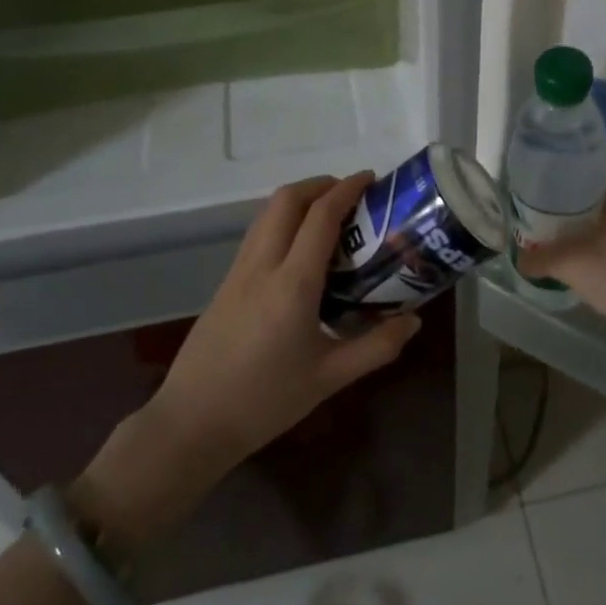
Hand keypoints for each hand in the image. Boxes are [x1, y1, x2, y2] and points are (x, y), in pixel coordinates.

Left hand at [75, 174, 421, 537]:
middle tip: (352, 195)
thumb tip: (414, 321)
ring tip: (330, 216)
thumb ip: (377, 346)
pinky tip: (300, 250)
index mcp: (292, 284)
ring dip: (299, 199)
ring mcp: (238, 271)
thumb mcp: (329, 377)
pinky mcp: (226, 282)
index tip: (371, 180)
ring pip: (267, 212)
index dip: (347, 189)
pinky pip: (258, 233)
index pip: (320, 216)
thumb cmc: (265, 401)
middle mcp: (263, 265)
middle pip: (287, 199)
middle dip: (321, 184)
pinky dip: (283, 220)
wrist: (191, 423)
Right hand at [516, 179, 605, 322]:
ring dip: (593, 219)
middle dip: (581, 197)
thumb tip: (519, 259)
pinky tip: (583, 248)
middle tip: (554, 200)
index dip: (578, 171)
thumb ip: (540, 258)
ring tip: (564, 223)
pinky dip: (603, 237)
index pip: (604, 173)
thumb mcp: (569, 264)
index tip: (555, 176)